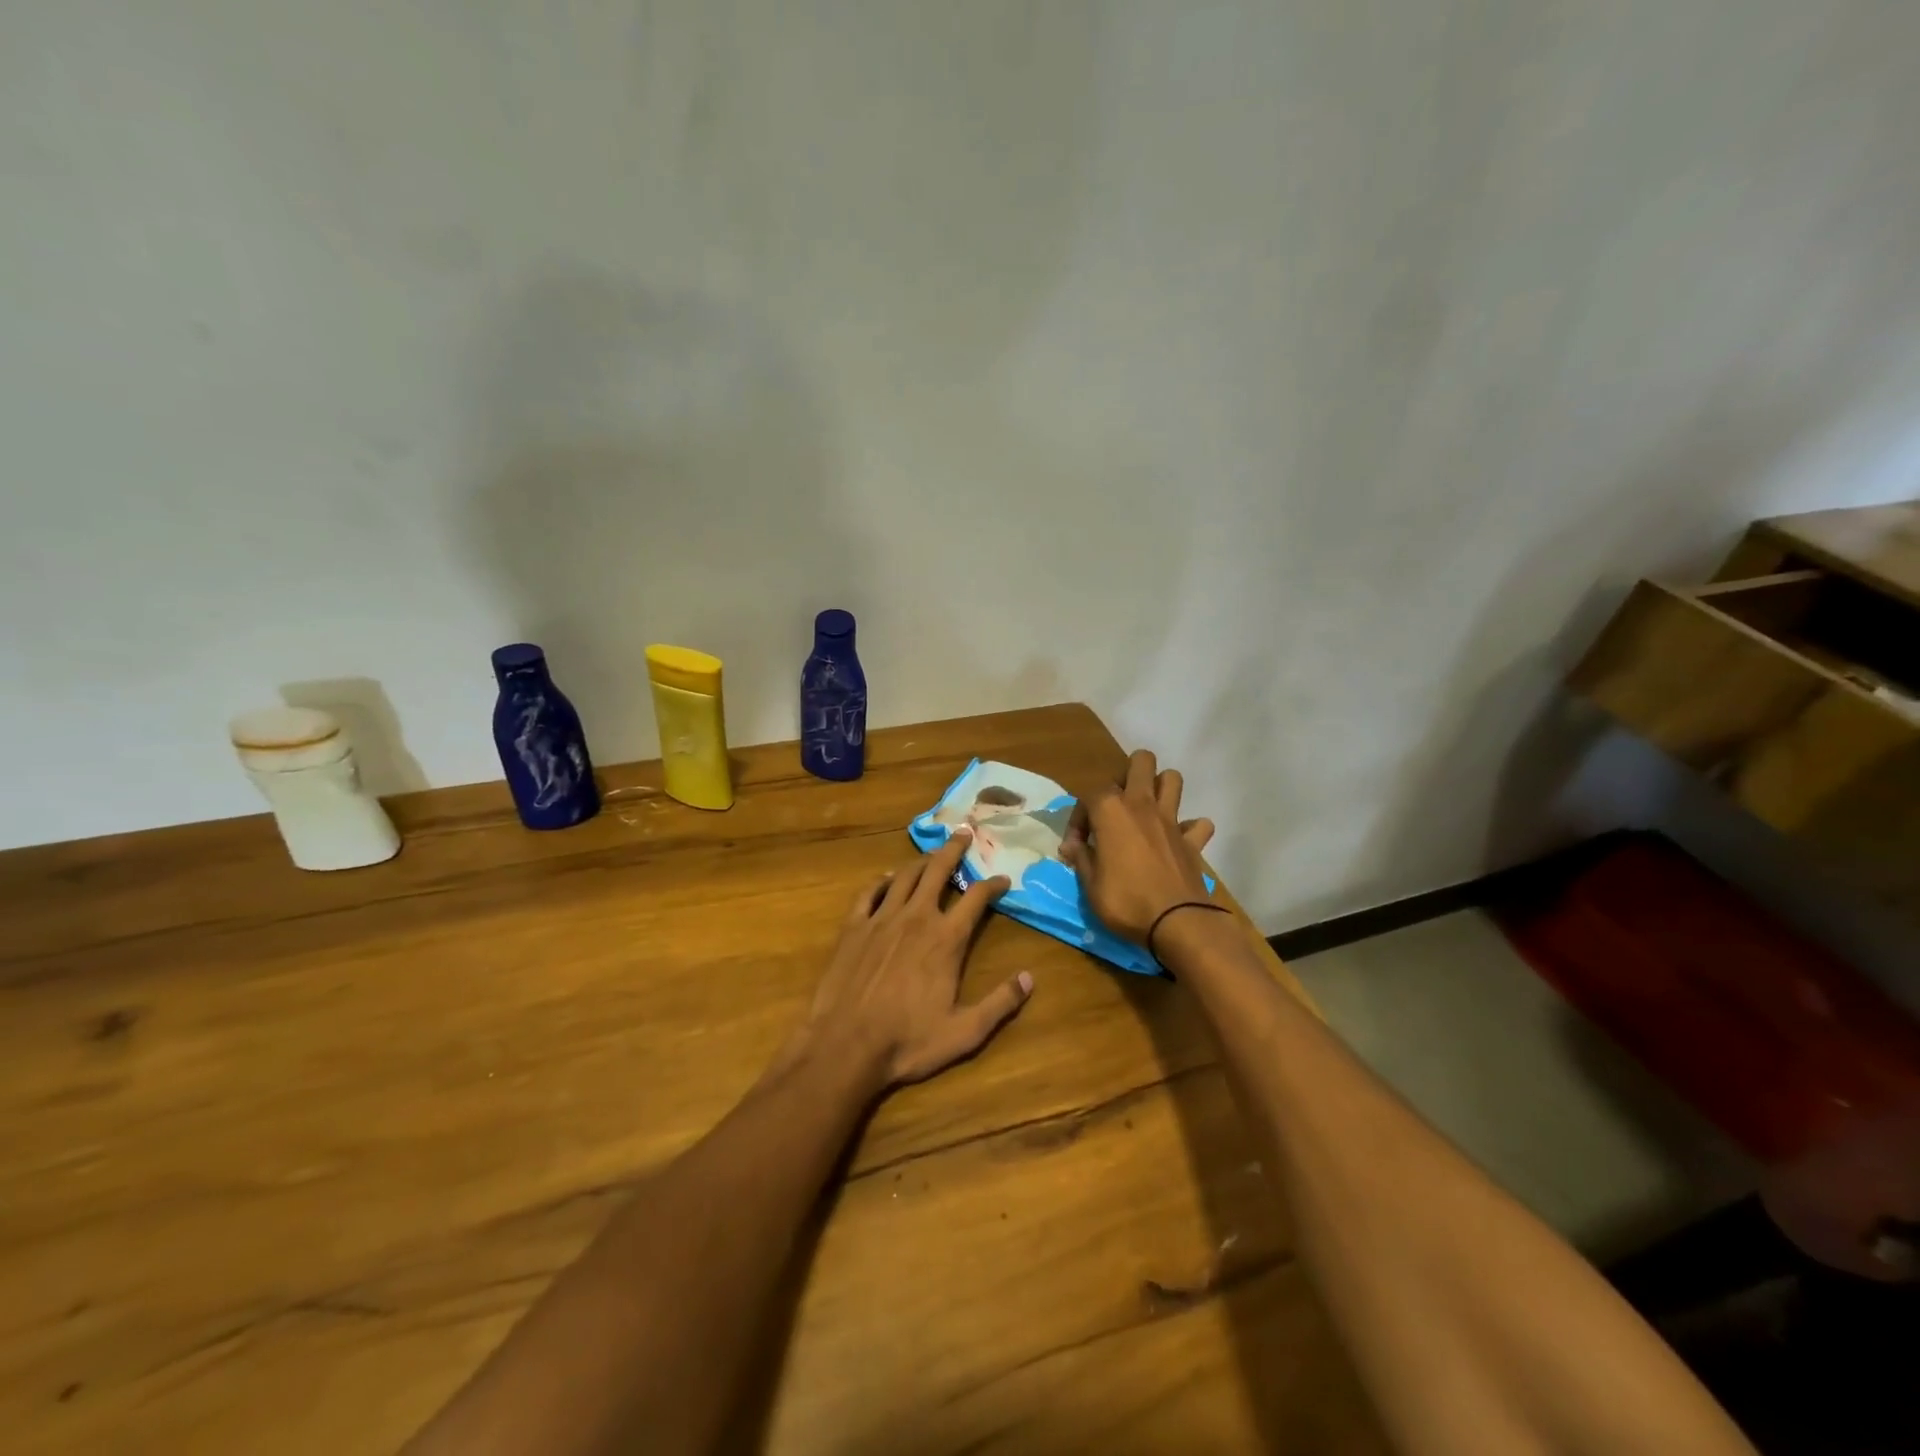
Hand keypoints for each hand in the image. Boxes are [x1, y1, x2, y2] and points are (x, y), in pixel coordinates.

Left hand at [799, 832, 1033, 1086]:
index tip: (1003, 879)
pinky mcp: (853, 927)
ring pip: (904, 876)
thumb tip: (1029, 978)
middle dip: (954, 849)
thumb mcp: (965, 1032)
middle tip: (963, 833)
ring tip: (930, 854)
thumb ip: (1000, 1003)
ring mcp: (881, 919)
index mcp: (946, 939)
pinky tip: (887, 879)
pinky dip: (881, 881)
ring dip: (920, 861)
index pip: (976, 898)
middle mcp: (916, 917)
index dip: (993, 884)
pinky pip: (869, 893)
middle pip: (938, 871)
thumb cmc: (908, 1041)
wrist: (846, 1045)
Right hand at [1060, 749, 1215, 942]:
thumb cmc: (1125, 901)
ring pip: (1172, 779)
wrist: (1177, 922)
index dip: (1078, 818)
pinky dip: (1190, 829)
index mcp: (1111, 811)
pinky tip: (1178, 842)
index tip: (1076, 846)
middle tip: (1116, 806)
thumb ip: (1081, 858)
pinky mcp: (1193, 841)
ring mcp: (1172, 820)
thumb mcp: (1090, 885)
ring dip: (1160, 788)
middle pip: (1140, 762)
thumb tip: (1071, 845)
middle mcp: (1142, 805)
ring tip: (1147, 812)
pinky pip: (1198, 824)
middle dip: (1127, 774)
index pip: (1088, 794)